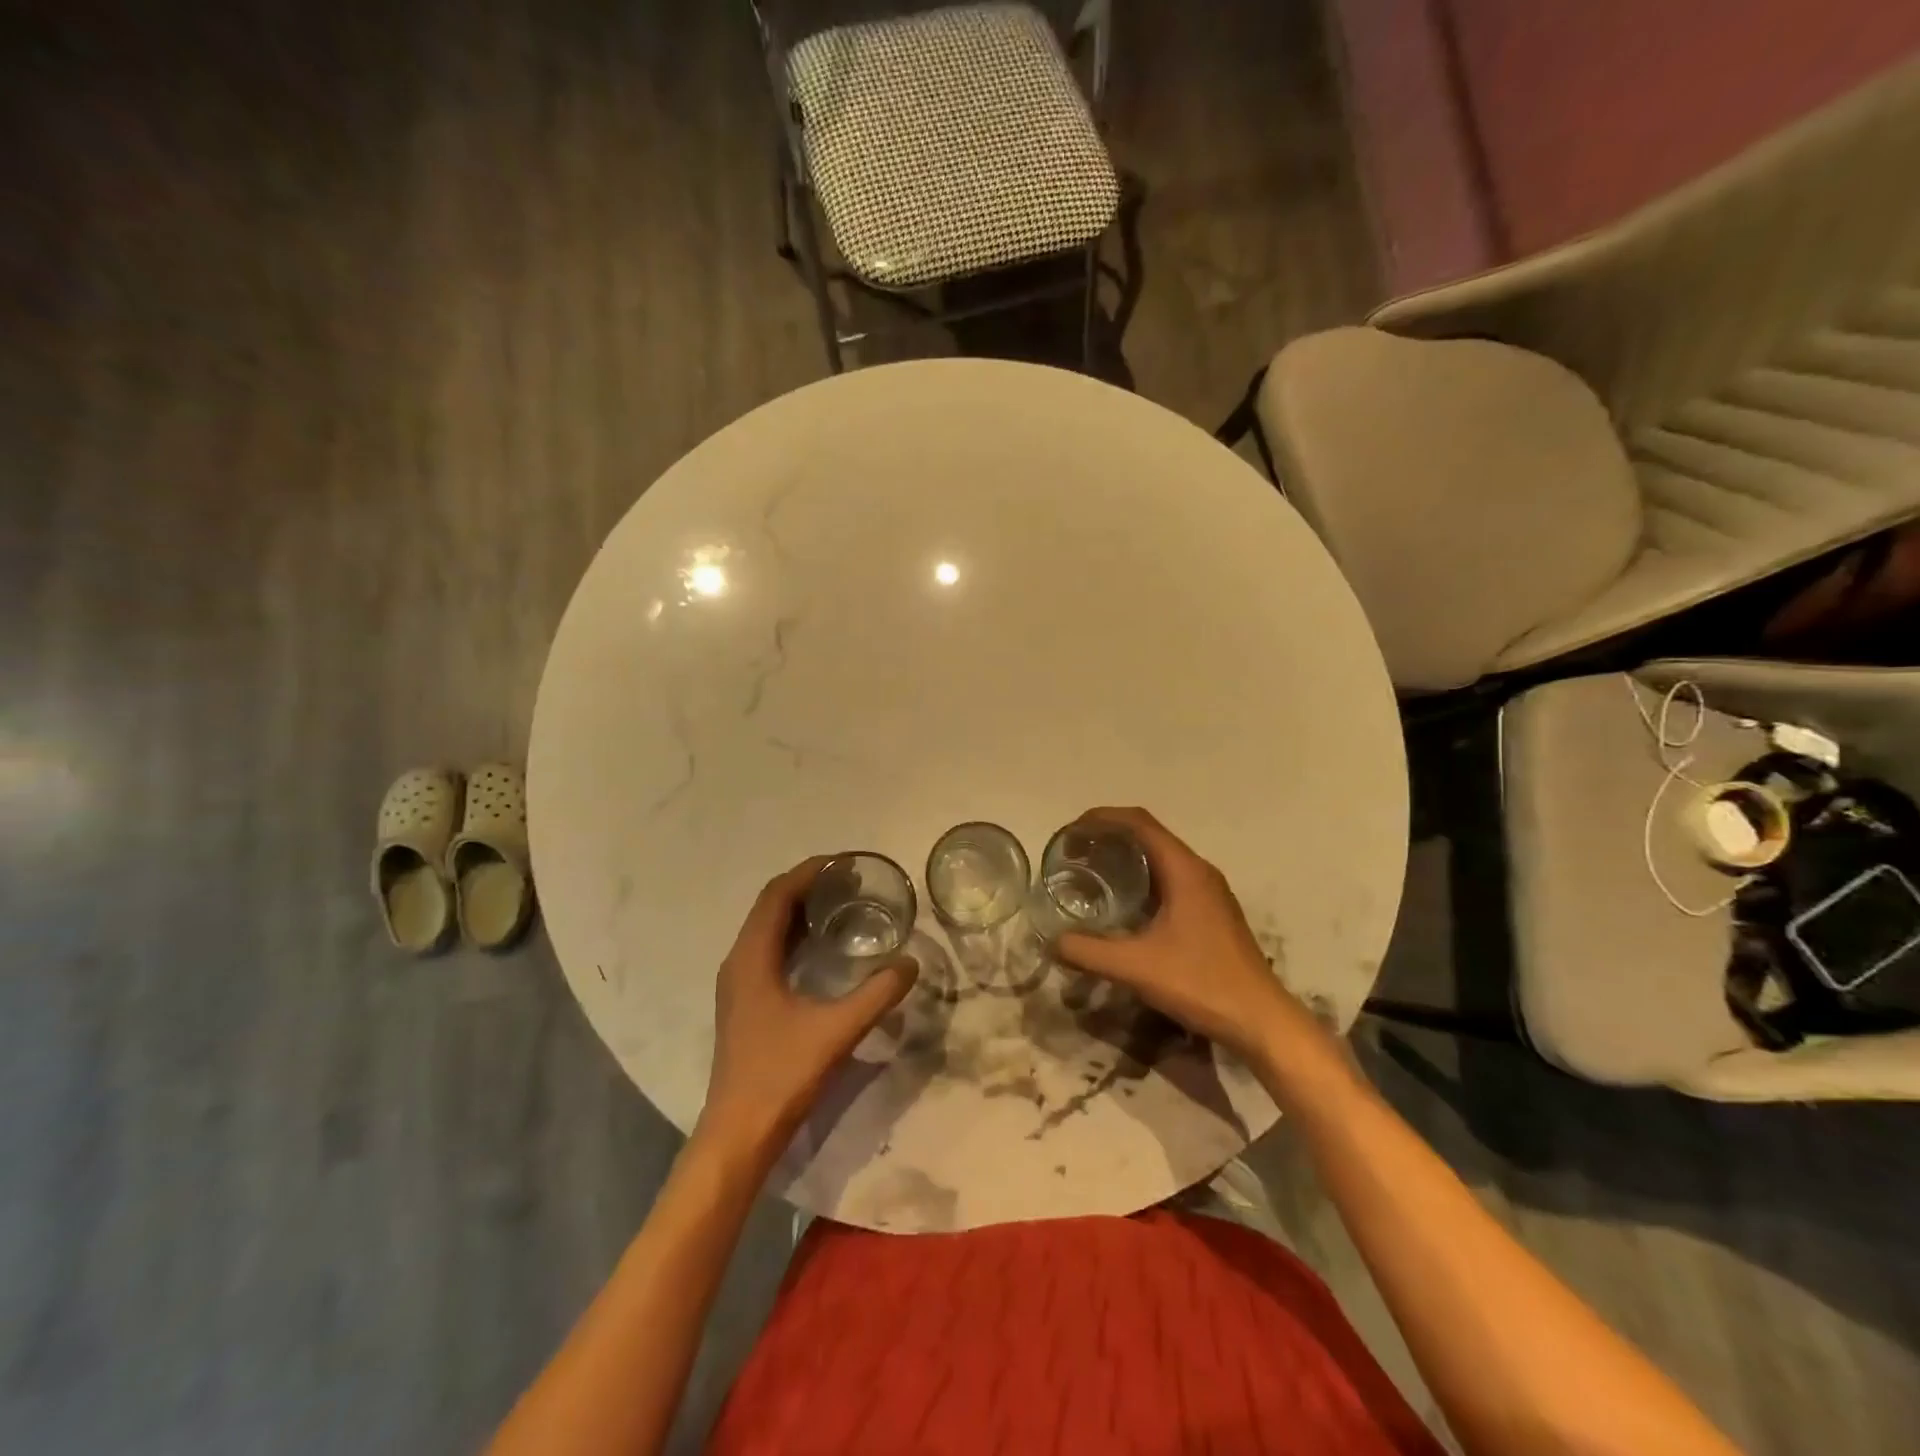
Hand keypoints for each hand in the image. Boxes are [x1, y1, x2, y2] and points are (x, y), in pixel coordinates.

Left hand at [697, 858, 917, 1157]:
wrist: (739, 1133)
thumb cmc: (782, 1074)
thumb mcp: (837, 1030)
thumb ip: (877, 994)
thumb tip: (911, 963)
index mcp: (752, 958)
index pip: (777, 895)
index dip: (808, 873)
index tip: (844, 863)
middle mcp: (739, 962)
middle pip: (770, 906)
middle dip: (807, 887)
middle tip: (850, 882)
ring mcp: (738, 984)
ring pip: (767, 929)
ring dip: (800, 911)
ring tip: (841, 904)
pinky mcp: (744, 1002)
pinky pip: (768, 950)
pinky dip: (794, 936)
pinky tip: (822, 948)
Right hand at [1054, 807, 1307, 1057]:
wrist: (1262, 1021)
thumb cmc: (1201, 984)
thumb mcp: (1136, 968)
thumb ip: (1088, 952)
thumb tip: (1051, 942)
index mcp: (1185, 870)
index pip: (1139, 822)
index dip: (1102, 818)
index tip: (1071, 832)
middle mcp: (1199, 871)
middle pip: (1149, 835)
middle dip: (1109, 836)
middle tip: (1074, 854)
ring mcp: (1209, 892)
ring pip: (1161, 857)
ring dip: (1126, 857)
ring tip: (1091, 872)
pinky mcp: (1212, 912)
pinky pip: (1170, 878)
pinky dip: (1141, 878)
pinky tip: (1122, 904)